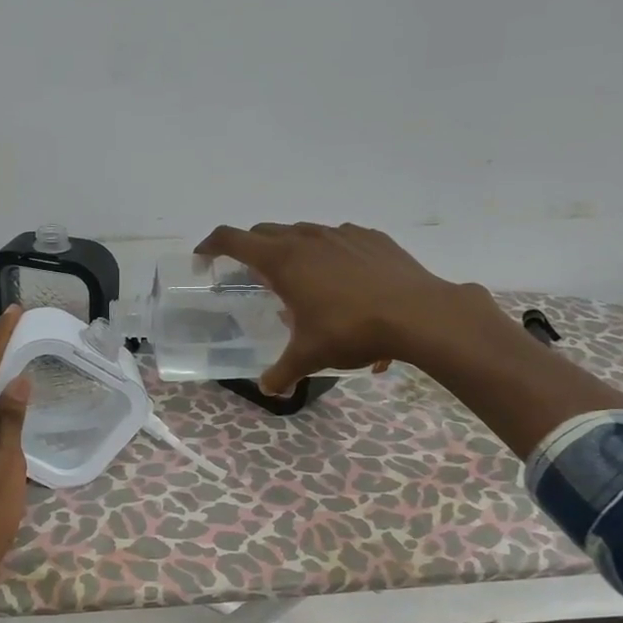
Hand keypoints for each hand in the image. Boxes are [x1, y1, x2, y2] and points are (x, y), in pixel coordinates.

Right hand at [197, 222, 505, 393]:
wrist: (419, 314)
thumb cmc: (352, 331)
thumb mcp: (309, 357)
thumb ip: (282, 373)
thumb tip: (269, 389)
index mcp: (283, 260)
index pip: (232, 239)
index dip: (211, 246)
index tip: (203, 260)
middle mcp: (308, 238)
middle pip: (265, 233)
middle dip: (250, 251)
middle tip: (251, 278)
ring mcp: (342, 233)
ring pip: (303, 233)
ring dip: (291, 252)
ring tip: (301, 284)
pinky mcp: (371, 238)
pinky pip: (338, 240)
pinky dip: (328, 255)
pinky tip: (342, 282)